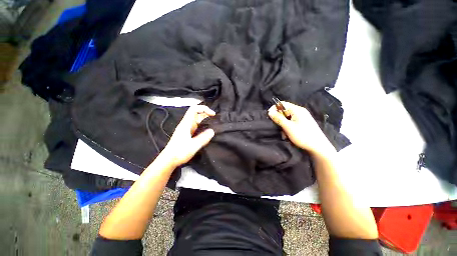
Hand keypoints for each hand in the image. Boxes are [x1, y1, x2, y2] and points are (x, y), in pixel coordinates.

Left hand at [160, 105, 214, 166]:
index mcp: (186, 124)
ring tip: (214, 126)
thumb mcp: (193, 146)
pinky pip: (197, 127)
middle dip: (207, 115)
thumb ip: (203, 138)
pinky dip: (203, 127)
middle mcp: (186, 124)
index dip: (204, 108)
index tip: (213, 115)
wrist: (169, 160)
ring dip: (206, 121)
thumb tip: (212, 131)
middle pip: (197, 114)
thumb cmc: (179, 152)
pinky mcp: (187, 134)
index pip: (194, 109)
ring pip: (197, 121)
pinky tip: (208, 132)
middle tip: (216, 121)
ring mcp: (187, 129)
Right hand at [268, 101, 335, 158]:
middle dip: (279, 120)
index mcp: (297, 110)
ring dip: (283, 126)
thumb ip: (278, 118)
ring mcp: (302, 118)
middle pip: (284, 111)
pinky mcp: (302, 124)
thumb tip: (269, 111)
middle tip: (278, 128)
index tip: (269, 116)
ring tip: (285, 134)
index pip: (282, 104)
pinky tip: (288, 135)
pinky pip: (291, 123)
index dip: (274, 109)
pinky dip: (288, 128)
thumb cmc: (303, 136)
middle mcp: (300, 112)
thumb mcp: (288, 127)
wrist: (318, 147)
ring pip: (287, 118)